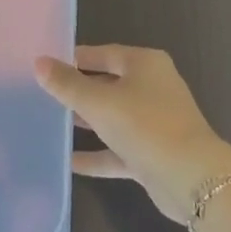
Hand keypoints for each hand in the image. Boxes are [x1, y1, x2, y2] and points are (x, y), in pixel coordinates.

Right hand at [34, 45, 230, 223]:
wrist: (191, 178)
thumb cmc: (145, 125)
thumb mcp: (100, 102)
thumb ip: (68, 84)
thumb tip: (39, 62)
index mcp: (144, 64)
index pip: (103, 53)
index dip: (75, 58)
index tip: (46, 64)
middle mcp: (152, 87)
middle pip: (108, 83)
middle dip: (78, 90)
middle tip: (43, 94)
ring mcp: (154, 121)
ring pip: (113, 117)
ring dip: (87, 121)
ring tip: (51, 123)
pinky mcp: (152, 153)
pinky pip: (117, 149)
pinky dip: (96, 154)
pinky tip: (68, 162)